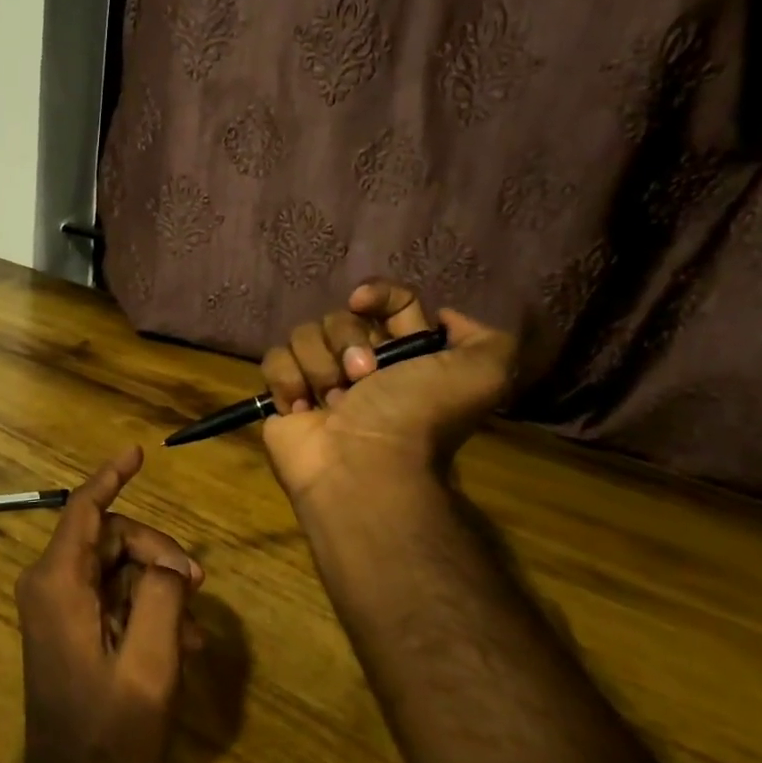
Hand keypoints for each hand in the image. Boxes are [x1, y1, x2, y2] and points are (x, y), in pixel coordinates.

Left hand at [15, 446, 204, 762]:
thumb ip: (162, 596)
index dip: (111, 476)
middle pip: (111, 537)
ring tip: (193, 627)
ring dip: (159, 586)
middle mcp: (51, 584)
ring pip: (118, 566)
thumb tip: (168, 564)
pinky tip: (180, 640)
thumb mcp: (150, 662)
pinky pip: (114, 595)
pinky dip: (147, 607)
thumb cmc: (109, 729)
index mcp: (58, 583)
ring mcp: (59, 605)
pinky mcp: (70, 624)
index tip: (137, 452)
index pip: (84, 509)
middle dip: (157, 553)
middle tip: (197, 585)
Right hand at [259, 282, 515, 504]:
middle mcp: (363, 364)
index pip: (391, 301)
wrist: (363, 468)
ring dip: (318, 366)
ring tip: (332, 404)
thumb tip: (445, 318)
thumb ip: (487, 340)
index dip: (377, 294)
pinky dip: (286, 381)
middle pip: (340, 316)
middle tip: (361, 378)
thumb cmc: (416, 418)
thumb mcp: (482, 376)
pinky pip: (274, 360)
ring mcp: (320, 380)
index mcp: (406, 354)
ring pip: (304, 334)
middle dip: (346, 342)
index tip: (363, 304)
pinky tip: (301, 408)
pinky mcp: (284, 395)